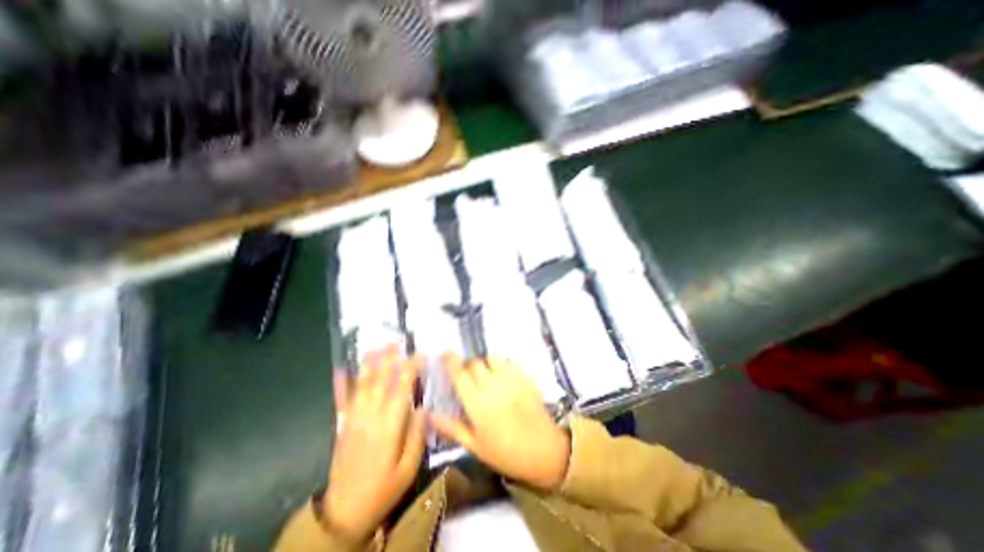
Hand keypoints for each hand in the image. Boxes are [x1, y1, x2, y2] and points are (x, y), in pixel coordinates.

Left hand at [321, 346, 424, 540]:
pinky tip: (342, 369)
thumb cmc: (383, 489)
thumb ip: (416, 435)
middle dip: (390, 357)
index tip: (421, 353)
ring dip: (370, 363)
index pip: (402, 387)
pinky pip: (342, 399)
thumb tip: (423, 407)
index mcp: (389, 425)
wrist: (344, 511)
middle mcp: (370, 416)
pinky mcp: (343, 424)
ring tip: (377, 346)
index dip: (412, 367)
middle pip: (381, 379)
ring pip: (362, 384)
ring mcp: (353, 418)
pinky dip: (342, 383)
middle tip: (398, 340)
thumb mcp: (408, 468)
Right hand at [428, 358, 569, 490]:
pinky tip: (505, 378)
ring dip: (486, 363)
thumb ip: (452, 427)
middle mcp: (492, 385)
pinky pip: (509, 361)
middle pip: (474, 363)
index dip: (450, 361)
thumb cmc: (505, 453)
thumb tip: (429, 415)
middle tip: (469, 377)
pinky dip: (503, 365)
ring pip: (492, 357)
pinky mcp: (525, 376)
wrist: (543, 450)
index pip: (459, 374)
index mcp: (477, 403)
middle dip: (468, 366)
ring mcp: (510, 379)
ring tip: (488, 375)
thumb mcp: (475, 446)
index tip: (445, 354)